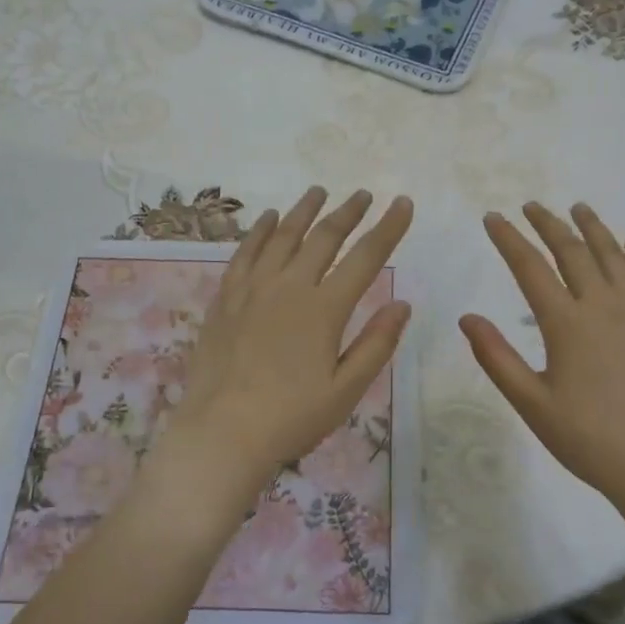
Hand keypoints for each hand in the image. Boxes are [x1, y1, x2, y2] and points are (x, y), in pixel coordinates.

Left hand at [153, 187, 413, 511]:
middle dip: (348, 212)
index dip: (388, 228)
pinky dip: (260, 230)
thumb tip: (403, 303)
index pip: (366, 257)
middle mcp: (290, 287)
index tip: (403, 203)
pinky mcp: (225, 298)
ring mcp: (253, 288)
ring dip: (304, 211)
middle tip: (363, 194)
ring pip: (282, 235)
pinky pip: (245, 252)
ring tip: (319, 191)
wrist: (222, 432)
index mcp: (324, 309)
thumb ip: (376, 343)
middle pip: (324, 237)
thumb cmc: (291, 417)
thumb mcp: (346, 390)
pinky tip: (268, 218)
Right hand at [460, 202, 624, 510]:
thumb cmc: (588, 438)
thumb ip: (496, 357)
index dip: (509, 239)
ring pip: (614, 255)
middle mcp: (603, 305)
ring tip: (578, 208)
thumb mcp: (531, 403)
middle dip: (548, 224)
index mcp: (566, 323)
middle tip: (531, 206)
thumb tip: (467, 318)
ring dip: (593, 228)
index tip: (493, 218)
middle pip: (572, 251)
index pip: (530, 267)